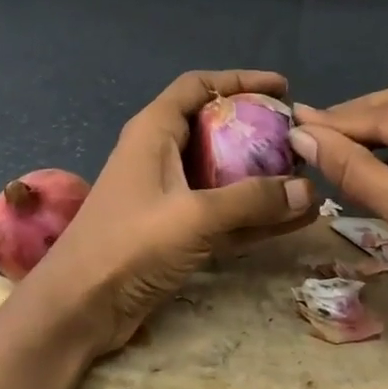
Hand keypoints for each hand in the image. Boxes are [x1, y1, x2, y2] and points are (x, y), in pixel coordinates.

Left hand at [17, 70, 315, 358]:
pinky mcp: (174, 233)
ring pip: (222, 176)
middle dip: (257, 132)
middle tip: (298, 141)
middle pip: (215, 129)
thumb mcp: (193, 216)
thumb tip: (308, 189)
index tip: (282, 89)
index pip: (198, 86)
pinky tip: (293, 220)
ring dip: (261, 179)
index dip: (240, 80)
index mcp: (154, 132)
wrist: (79, 307)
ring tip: (306, 180)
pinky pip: (223, 214)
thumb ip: (251, 200)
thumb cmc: (128, 245)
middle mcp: (160, 157)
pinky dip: (254, 215)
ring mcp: (168, 197)